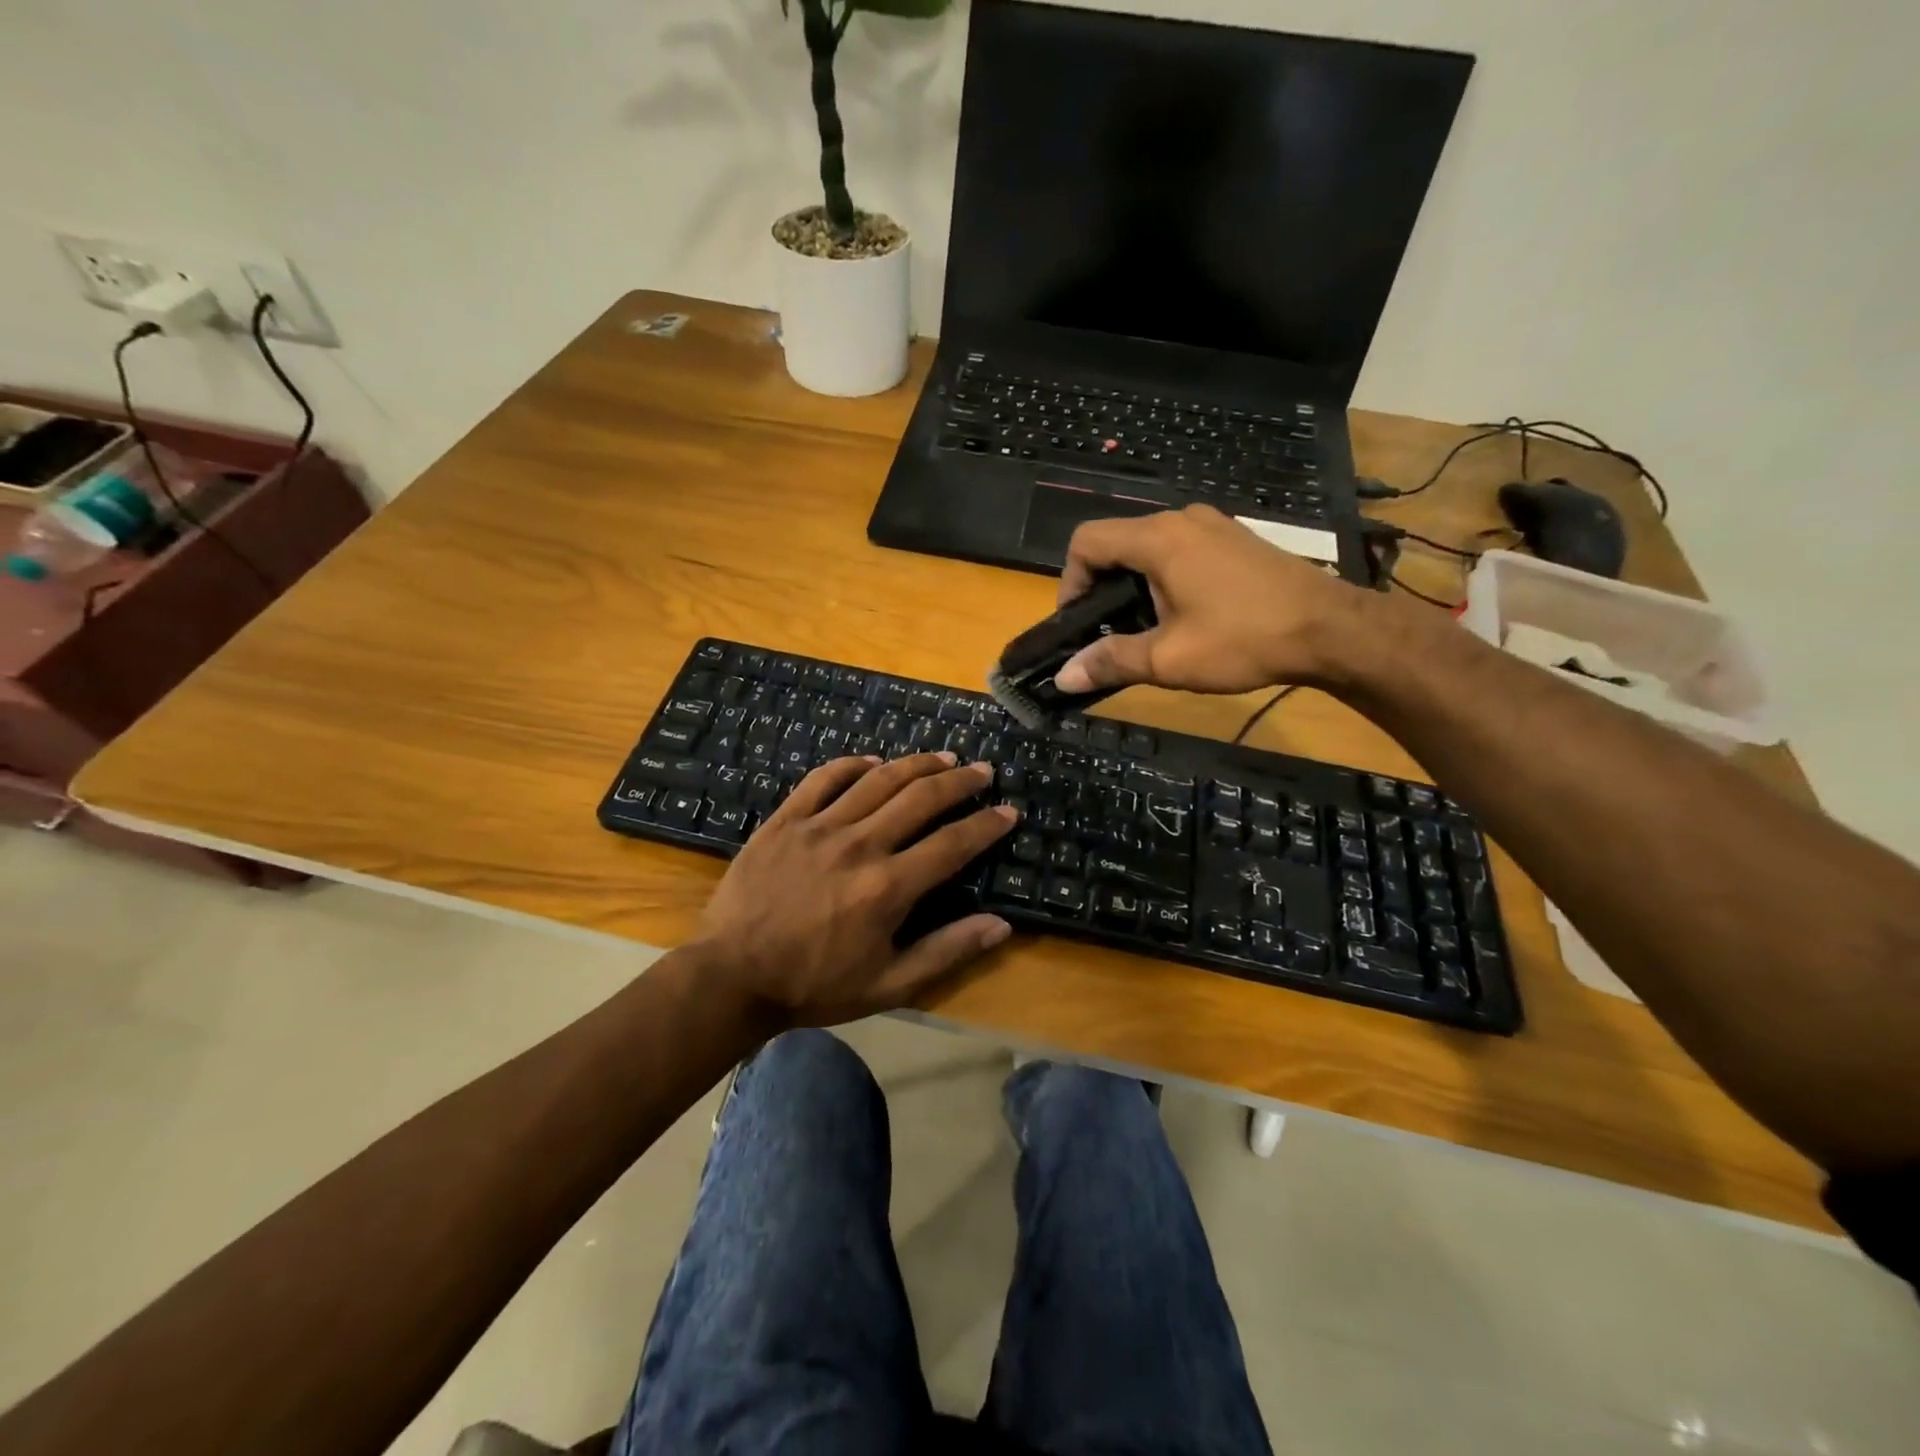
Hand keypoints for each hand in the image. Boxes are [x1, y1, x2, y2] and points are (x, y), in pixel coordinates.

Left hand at [694, 752, 1017, 1027]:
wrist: (731, 976)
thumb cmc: (814, 985)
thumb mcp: (888, 985)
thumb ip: (946, 952)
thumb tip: (1001, 926)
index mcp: (888, 887)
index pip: (952, 844)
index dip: (986, 825)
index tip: (1008, 811)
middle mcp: (860, 845)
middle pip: (921, 798)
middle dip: (959, 781)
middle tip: (983, 771)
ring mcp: (819, 827)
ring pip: (878, 779)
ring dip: (916, 763)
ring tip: (943, 757)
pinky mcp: (785, 820)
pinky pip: (823, 778)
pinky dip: (852, 764)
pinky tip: (872, 761)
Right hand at [1053, 504, 1369, 695]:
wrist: (1330, 629)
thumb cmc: (1243, 640)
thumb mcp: (1168, 659)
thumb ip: (1110, 661)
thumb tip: (1064, 677)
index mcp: (1158, 539)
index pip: (1086, 541)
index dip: (1069, 582)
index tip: (1078, 623)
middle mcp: (1181, 520)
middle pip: (1116, 543)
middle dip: (1101, 587)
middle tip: (1108, 633)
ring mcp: (1212, 526)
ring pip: (1148, 547)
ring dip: (1133, 584)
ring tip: (1144, 629)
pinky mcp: (1233, 539)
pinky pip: (1179, 550)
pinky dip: (1163, 577)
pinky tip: (1183, 615)